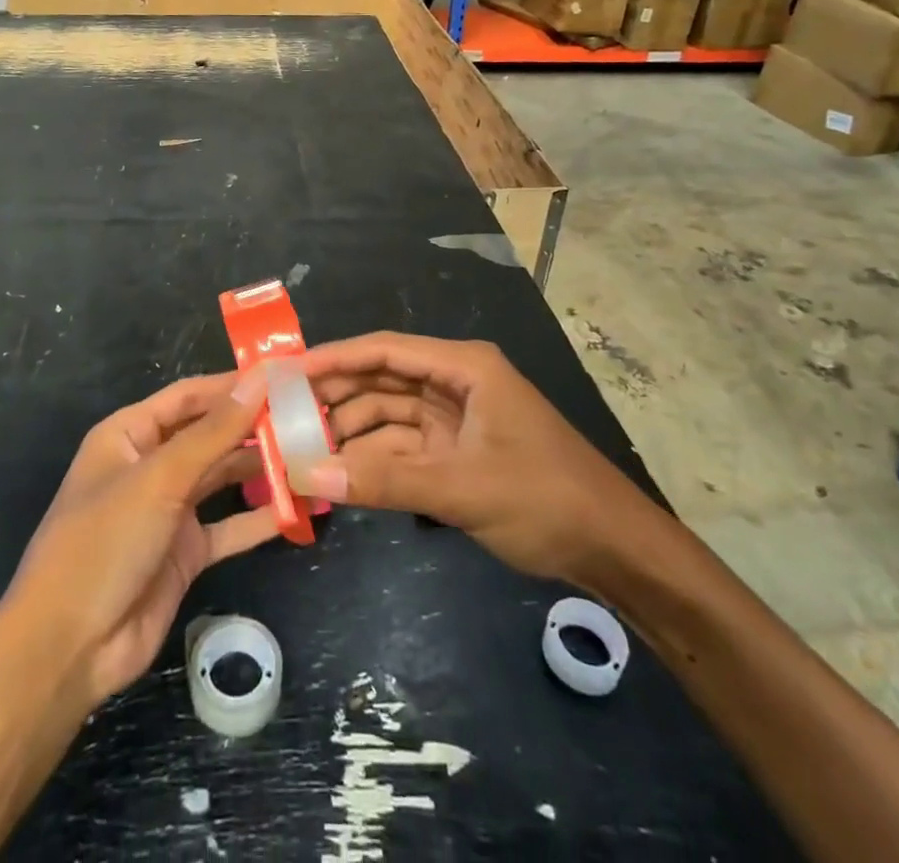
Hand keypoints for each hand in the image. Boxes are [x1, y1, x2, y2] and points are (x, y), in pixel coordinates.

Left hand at [3, 372, 278, 706]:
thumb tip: (260, 380)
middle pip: (209, 434)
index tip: (283, 374)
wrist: (68, 649)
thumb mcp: (159, 479)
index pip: (189, 396)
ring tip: (310, 454)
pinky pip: (228, 526)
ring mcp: (168, 510)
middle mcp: (150, 466)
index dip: (233, 384)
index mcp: (129, 435)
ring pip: (222, 477)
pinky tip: (296, 507)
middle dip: (253, 425)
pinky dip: (258, 518)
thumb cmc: (104, 542)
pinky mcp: (185, 553)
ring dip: (260, 467)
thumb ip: (213, 432)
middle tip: (308, 414)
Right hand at [303, 333, 676, 593]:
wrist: (614, 549)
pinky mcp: (457, 451)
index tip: (287, 371)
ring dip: (351, 432)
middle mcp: (455, 383)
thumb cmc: (545, 498)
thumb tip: (309, 475)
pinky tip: (340, 474)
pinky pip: (403, 447)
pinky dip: (374, 459)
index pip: (384, 350)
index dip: (333, 358)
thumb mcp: (462, 488)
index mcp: (463, 367)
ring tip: (303, 450)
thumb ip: (384, 481)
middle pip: (382, 380)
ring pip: (388, 415)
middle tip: (283, 416)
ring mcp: (456, 418)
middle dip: (336, 397)